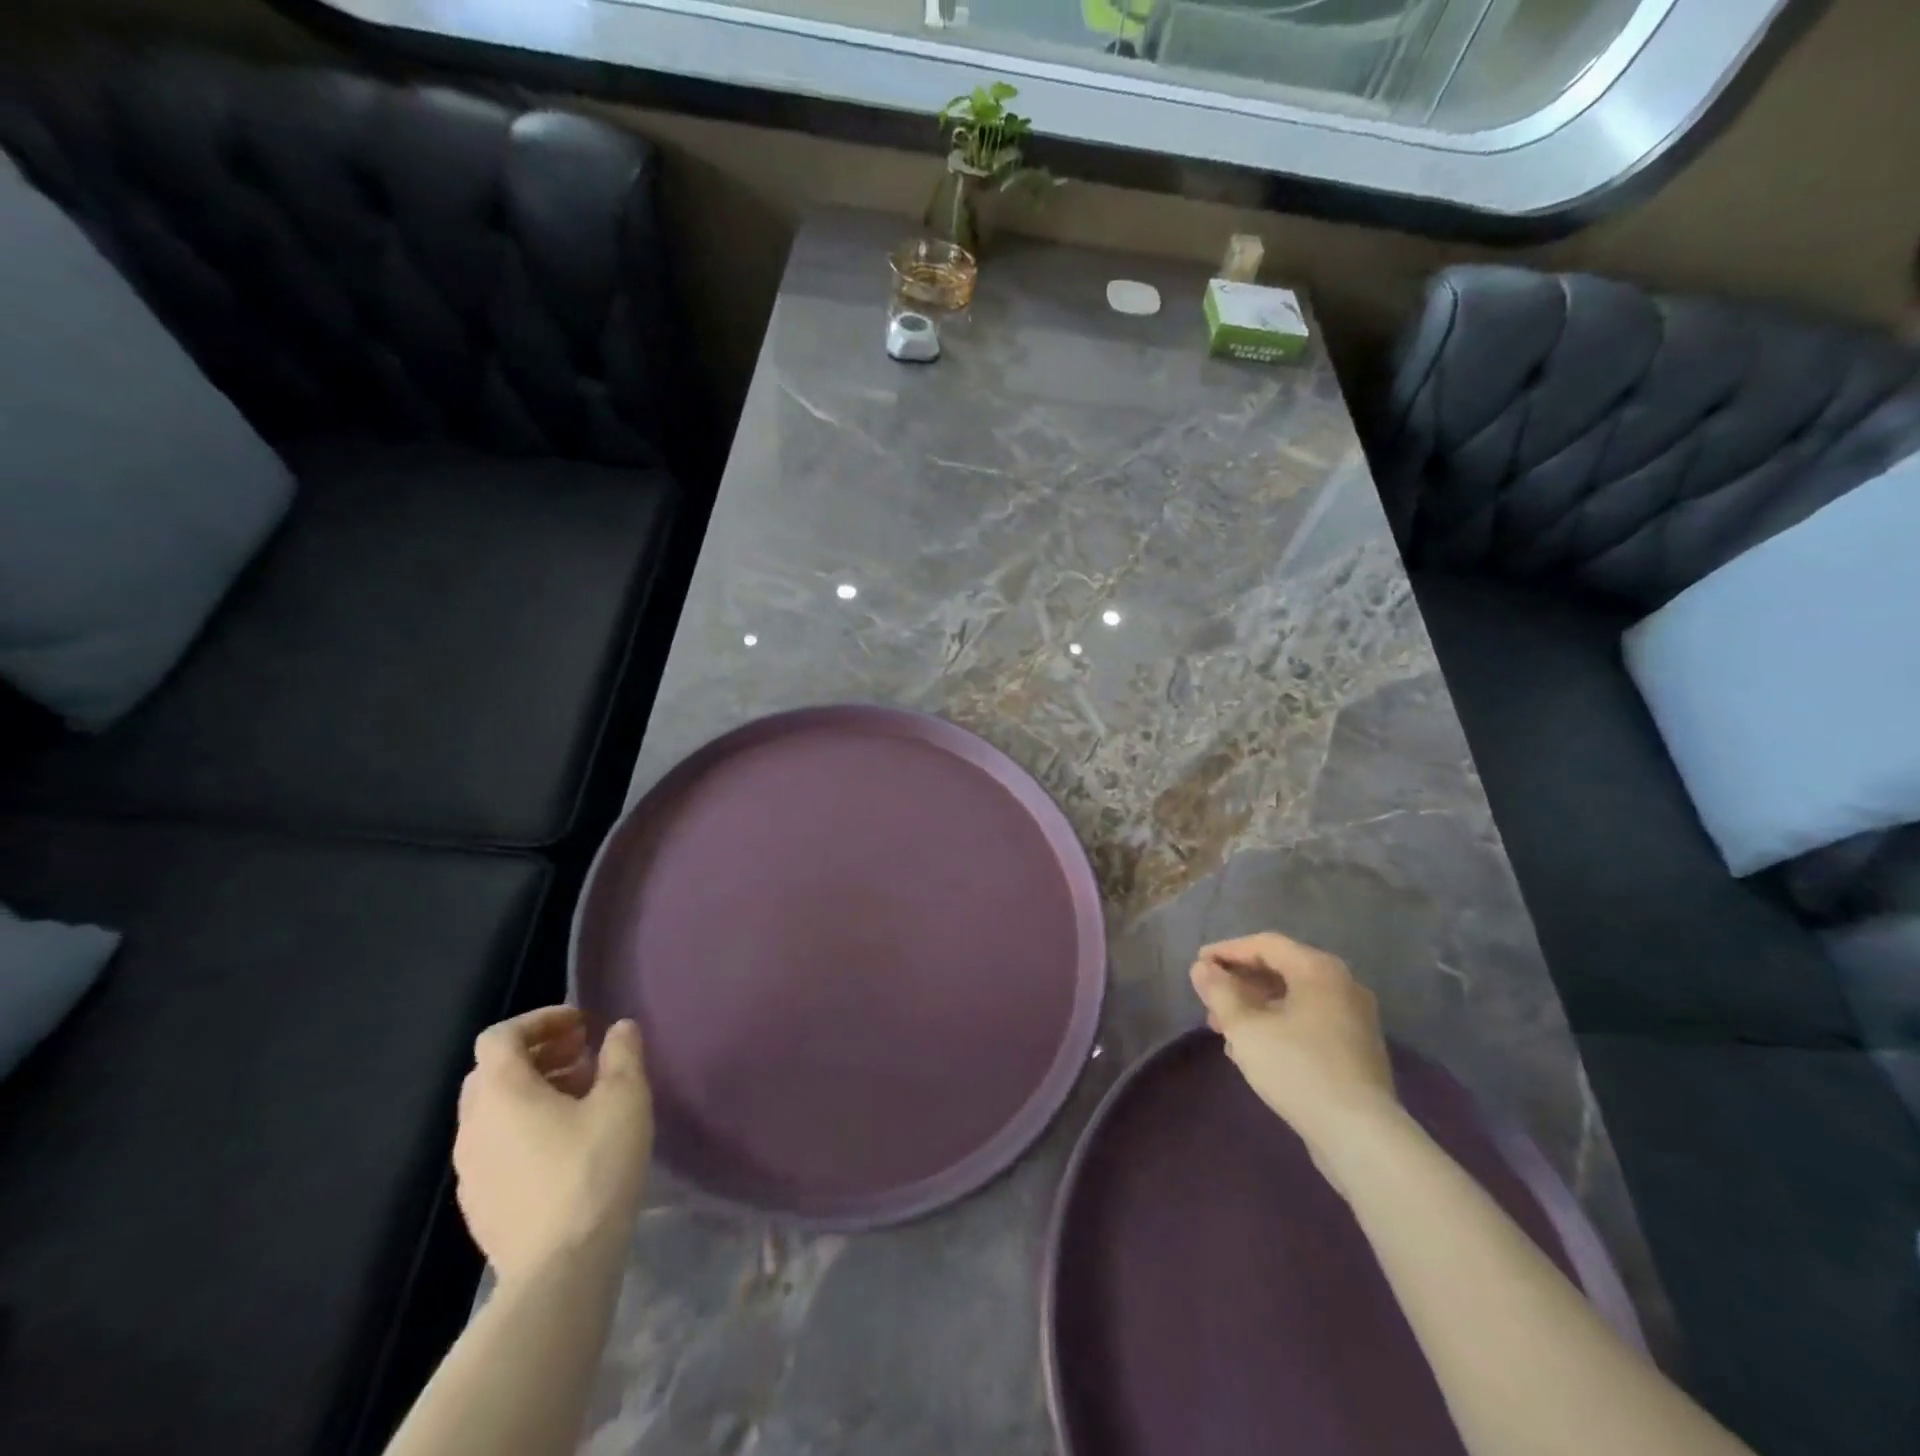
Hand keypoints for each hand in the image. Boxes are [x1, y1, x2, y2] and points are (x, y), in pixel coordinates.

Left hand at [454, 1007, 652, 1282]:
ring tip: (582, 1098)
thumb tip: (618, 1029)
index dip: (540, 1020)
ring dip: (533, 1090)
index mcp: (501, 1093)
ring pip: (493, 1111)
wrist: (560, 1270)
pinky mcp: (479, 1205)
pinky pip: (496, 1146)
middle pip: (492, 1071)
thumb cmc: (593, 1168)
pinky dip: (525, 1127)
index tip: (581, 1025)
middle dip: (538, 1054)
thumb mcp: (624, 1098)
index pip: (501, 1036)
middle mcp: (473, 1127)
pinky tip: (566, 1145)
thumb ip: (622, 1054)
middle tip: (583, 1055)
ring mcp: (470, 1170)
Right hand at [1189, 932, 1400, 1158]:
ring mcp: (1354, 1018)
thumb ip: (1219, 992)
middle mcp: (1342, 985)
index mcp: (1319, 969)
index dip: (1227, 951)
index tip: (1198, 964)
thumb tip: (1202, 968)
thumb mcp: (1245, 1027)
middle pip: (1281, 969)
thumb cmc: (1297, 1068)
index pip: (1265, 944)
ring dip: (1255, 1007)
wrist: (1359, 1135)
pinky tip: (1254, 1050)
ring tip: (1224, 1028)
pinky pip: (1309, 1022)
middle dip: (1240, 982)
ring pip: (1294, 998)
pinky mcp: (1356, 1050)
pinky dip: (1278, 1025)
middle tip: (1209, 999)